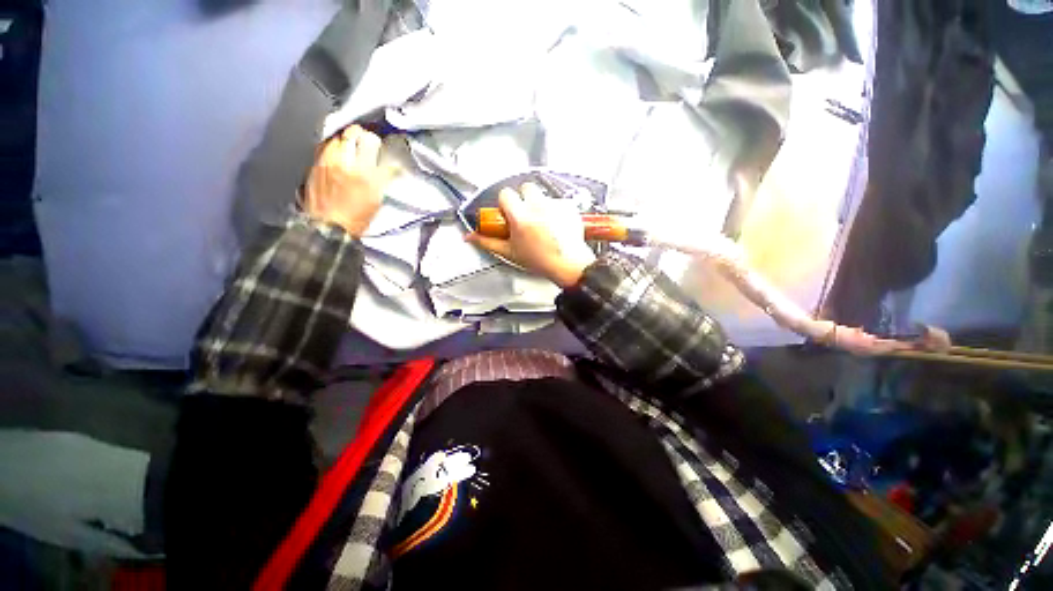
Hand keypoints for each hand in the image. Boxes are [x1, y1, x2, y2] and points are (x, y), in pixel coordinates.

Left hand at [303, 125, 397, 236]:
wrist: (328, 227)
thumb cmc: (356, 219)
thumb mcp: (376, 200)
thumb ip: (381, 180)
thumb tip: (387, 168)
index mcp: (367, 175)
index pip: (375, 147)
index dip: (381, 145)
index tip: (384, 149)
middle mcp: (347, 163)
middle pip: (355, 134)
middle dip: (364, 135)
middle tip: (368, 139)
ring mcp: (328, 162)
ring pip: (338, 137)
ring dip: (346, 138)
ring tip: (351, 143)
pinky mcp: (315, 165)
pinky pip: (324, 146)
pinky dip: (332, 146)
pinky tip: (335, 152)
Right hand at [466, 183, 595, 287]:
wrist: (569, 265)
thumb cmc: (539, 260)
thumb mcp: (510, 252)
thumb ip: (488, 242)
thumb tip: (470, 237)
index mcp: (520, 216)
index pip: (506, 193)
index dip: (505, 203)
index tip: (508, 214)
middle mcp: (538, 205)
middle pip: (525, 187)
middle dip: (523, 199)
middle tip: (525, 216)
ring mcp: (555, 204)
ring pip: (542, 195)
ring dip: (539, 204)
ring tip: (542, 223)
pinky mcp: (569, 206)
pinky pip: (557, 201)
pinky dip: (555, 209)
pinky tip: (555, 225)